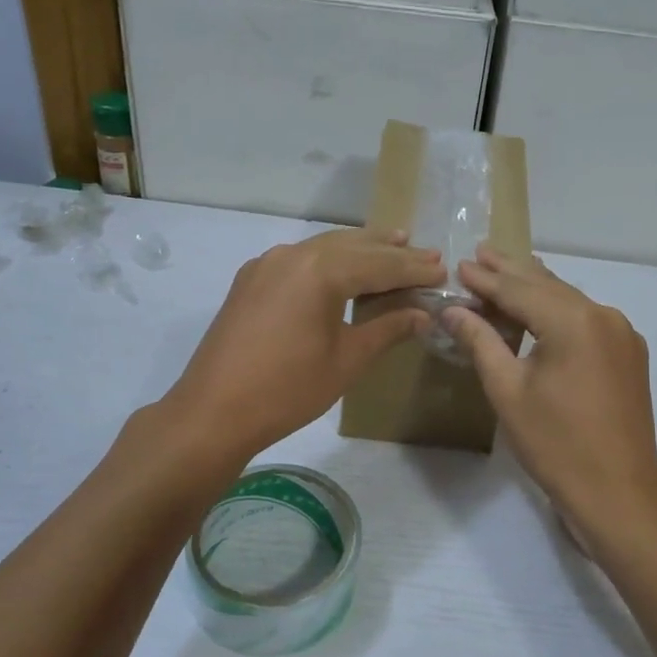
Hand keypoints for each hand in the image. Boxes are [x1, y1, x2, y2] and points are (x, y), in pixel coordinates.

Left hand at [165, 228, 443, 460]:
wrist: (213, 412)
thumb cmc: (288, 389)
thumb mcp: (347, 360)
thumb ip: (388, 329)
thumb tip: (423, 314)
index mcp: (321, 270)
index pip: (381, 264)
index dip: (414, 269)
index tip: (443, 270)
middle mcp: (293, 254)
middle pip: (354, 246)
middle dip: (392, 251)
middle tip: (427, 253)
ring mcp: (267, 264)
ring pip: (325, 247)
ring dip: (361, 249)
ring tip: (393, 244)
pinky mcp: (251, 279)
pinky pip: (301, 259)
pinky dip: (330, 260)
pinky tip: (343, 268)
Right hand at [445, 248, 656, 554]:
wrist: (619, 492)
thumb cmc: (555, 444)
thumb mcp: (508, 391)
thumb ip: (481, 342)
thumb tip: (452, 310)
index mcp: (573, 321)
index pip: (518, 290)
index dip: (486, 279)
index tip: (459, 263)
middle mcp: (603, 316)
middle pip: (547, 286)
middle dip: (511, 271)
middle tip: (481, 251)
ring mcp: (622, 333)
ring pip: (569, 299)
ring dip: (535, 287)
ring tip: (505, 268)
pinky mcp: (628, 353)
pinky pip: (587, 318)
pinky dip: (558, 309)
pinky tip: (542, 306)